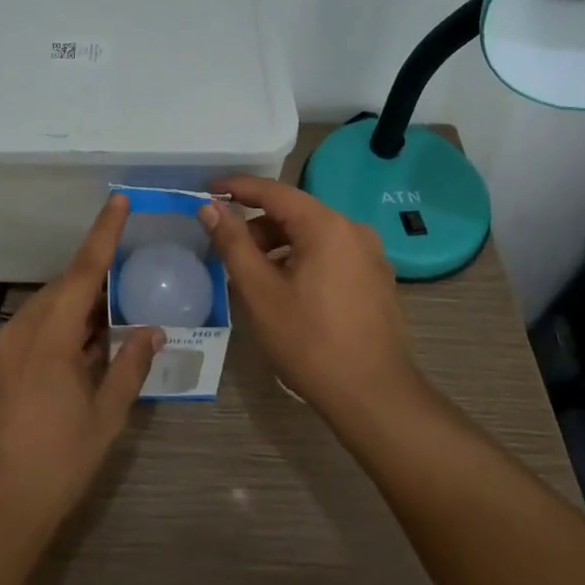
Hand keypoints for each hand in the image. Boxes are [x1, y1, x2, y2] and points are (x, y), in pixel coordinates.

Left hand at [0, 195, 162, 543]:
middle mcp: (22, 330)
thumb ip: (129, 367)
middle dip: (98, 276)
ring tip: (116, 309)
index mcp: (49, 335)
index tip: (119, 200)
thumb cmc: (54, 465)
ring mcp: (5, 350)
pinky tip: (86, 346)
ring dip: (81, 305)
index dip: (104, 233)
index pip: (84, 271)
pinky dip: (63, 327)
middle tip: (133, 270)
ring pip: (49, 309)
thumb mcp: (104, 418)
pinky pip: (36, 330)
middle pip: (65, 287)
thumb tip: (152, 330)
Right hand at [198, 175, 420, 418]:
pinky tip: (287, 290)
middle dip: (257, 225)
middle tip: (226, 246)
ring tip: (253, 274)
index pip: (274, 192)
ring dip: (279, 245)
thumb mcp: (260, 291)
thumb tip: (210, 208)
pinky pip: (331, 254)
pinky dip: (302, 259)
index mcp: (326, 226)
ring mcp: (370, 255)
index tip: (208, 190)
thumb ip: (233, 243)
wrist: (374, 396)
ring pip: (313, 235)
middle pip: (295, 213)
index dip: (238, 188)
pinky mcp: (376, 279)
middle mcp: (353, 230)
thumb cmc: (310, 342)